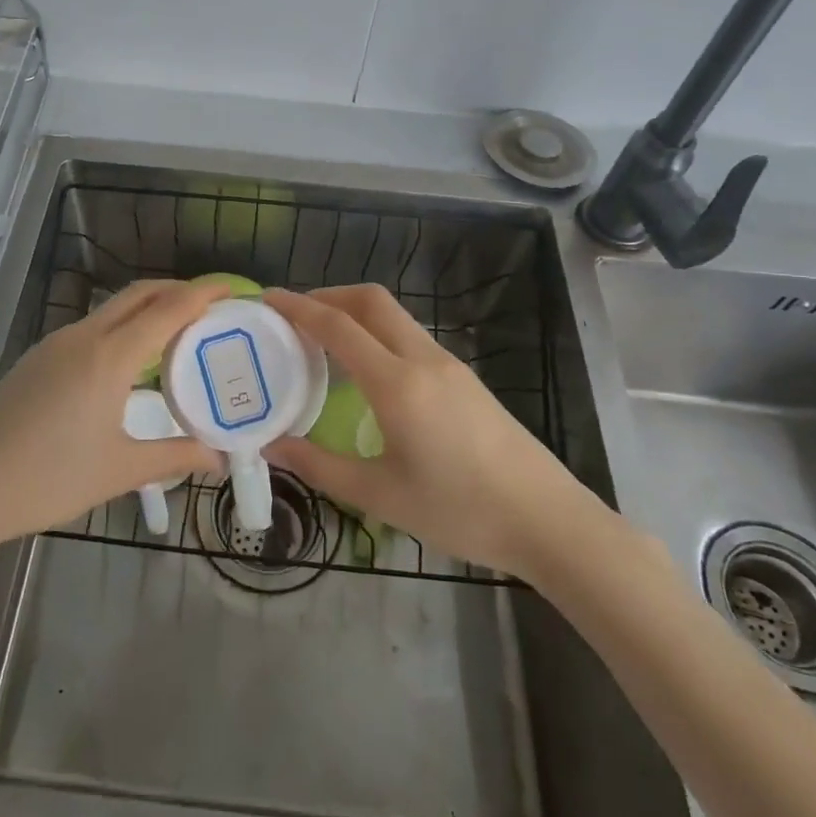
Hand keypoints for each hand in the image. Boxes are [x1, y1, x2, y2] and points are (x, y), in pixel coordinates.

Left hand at [0, 278, 225, 550]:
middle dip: (177, 290)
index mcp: (109, 357)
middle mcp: (84, 337)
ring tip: (176, 334)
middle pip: (139, 295)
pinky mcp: (38, 358)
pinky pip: (92, 328)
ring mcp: (56, 344)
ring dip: (147, 308)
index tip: (232, 288)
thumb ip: (174, 457)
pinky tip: (128, 362)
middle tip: (210, 307)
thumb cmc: (49, 478)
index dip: (202, 293)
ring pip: (112, 309)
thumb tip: (218, 457)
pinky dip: (122, 327)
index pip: (167, 309)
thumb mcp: (120, 470)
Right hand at [262, 285, 599, 579]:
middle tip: (293, 316)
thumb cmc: (460, 511)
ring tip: (322, 341)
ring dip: (354, 313)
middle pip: (370, 300)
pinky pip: (409, 336)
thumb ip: (319, 466)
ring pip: (393, 315)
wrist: (548, 521)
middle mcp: (423, 359)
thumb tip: (271, 445)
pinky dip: (376, 333)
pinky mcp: (464, 378)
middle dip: (327, 295)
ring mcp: (448, 365)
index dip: (298, 307)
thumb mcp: (380, 496)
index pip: (338, 326)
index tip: (267, 298)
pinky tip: (366, 370)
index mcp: (397, 383)